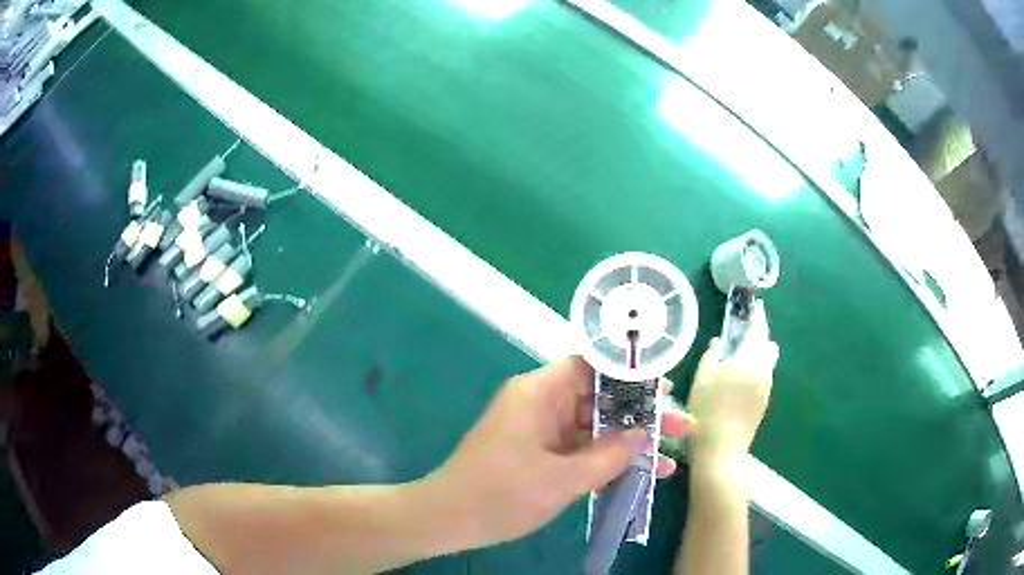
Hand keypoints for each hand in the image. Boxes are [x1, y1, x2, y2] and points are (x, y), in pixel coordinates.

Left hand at [425, 356, 695, 549]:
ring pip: (594, 427)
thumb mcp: (562, 478)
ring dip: (629, 443)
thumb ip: (609, 455)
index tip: (665, 387)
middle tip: (682, 428)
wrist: (448, 519)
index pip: (592, 365)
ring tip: (671, 459)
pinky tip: (639, 476)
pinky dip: (606, 460)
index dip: (631, 372)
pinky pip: (580, 448)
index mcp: (539, 392)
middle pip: (600, 398)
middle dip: (642, 416)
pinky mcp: (538, 452)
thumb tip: (644, 436)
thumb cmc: (501, 494)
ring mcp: (539, 429)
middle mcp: (540, 402)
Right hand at [685, 302, 777, 465]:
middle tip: (745, 330)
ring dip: (758, 352)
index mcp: (749, 361)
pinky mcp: (764, 402)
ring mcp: (766, 388)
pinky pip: (764, 375)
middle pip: (767, 344)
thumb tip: (719, 343)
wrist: (720, 451)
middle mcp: (763, 371)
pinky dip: (756, 368)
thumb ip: (711, 356)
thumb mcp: (701, 380)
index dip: (756, 316)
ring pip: (767, 361)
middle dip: (759, 334)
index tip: (755, 305)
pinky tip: (740, 377)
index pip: (757, 330)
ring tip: (741, 354)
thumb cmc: (706, 412)